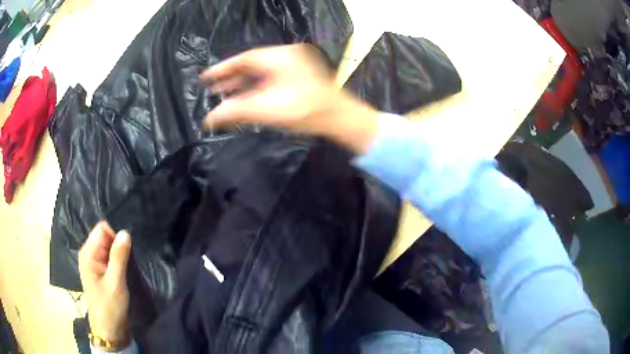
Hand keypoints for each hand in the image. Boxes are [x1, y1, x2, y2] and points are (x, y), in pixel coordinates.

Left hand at [78, 221, 131, 342]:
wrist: (109, 330)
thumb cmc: (109, 307)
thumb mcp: (115, 282)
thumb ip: (119, 256)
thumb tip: (125, 232)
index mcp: (88, 253)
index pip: (102, 229)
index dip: (116, 233)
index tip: (129, 246)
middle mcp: (90, 254)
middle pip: (106, 236)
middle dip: (119, 243)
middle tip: (133, 255)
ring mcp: (96, 263)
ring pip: (110, 247)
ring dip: (121, 252)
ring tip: (132, 261)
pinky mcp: (102, 272)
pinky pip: (111, 257)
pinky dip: (120, 260)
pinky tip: (128, 267)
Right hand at [200, 44, 378, 152]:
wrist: (338, 117)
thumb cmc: (304, 111)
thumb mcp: (266, 110)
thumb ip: (234, 111)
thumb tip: (208, 119)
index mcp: (279, 57)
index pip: (244, 59)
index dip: (222, 68)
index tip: (205, 77)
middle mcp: (285, 56)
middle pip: (251, 65)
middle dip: (230, 78)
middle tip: (212, 89)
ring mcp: (293, 66)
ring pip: (260, 73)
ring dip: (242, 84)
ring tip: (223, 95)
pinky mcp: (297, 77)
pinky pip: (269, 78)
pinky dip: (255, 88)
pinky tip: (243, 98)